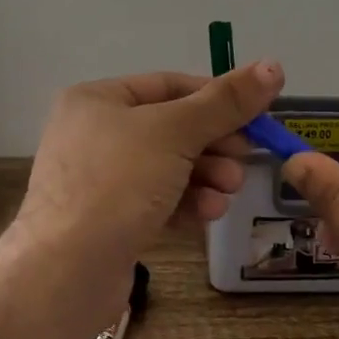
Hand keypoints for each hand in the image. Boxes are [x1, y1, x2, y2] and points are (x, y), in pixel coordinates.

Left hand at [15, 61, 283, 277]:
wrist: (65, 272)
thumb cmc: (117, 184)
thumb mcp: (175, 133)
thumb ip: (225, 102)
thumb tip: (273, 65)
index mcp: (97, 99)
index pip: (170, 85)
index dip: (217, 98)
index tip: (256, 119)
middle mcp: (93, 133)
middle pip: (171, 129)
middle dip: (214, 146)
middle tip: (245, 162)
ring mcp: (99, 180)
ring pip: (168, 168)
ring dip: (206, 177)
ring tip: (228, 192)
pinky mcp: (107, 220)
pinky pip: (156, 200)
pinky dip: (185, 204)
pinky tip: (207, 215)